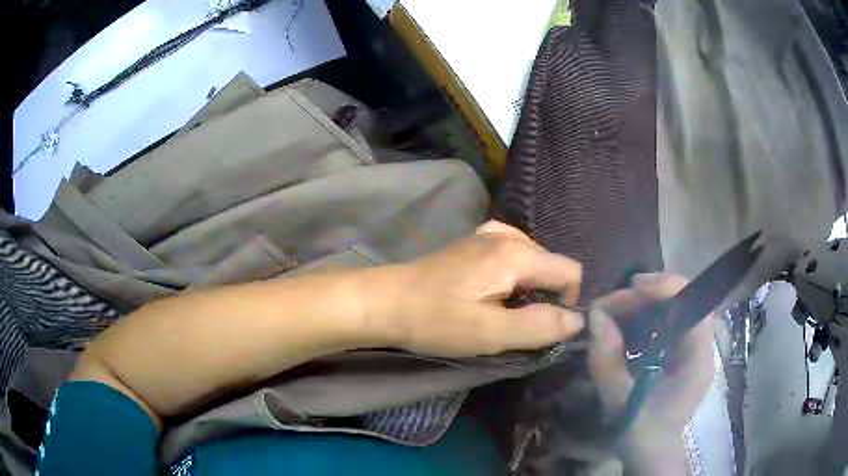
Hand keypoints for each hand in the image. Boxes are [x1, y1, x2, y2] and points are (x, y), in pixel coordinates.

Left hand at [361, 220, 584, 357]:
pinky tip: (494, 292)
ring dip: (529, 289)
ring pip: (531, 261)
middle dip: (547, 296)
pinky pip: (510, 255)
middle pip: (551, 264)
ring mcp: (487, 235)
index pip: (570, 271)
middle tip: (519, 325)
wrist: (384, 302)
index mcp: (517, 253)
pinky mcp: (472, 244)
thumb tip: (577, 320)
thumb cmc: (436, 320)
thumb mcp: (492, 333)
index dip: (569, 302)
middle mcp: (507, 235)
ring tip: (505, 312)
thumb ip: (540, 326)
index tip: (545, 328)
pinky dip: (513, 276)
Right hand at [587, 273, 714, 468]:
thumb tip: (595, 315)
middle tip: (614, 301)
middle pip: (683, 301)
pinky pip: (668, 324)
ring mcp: (694, 348)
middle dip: (648, 295)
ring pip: (674, 309)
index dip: (665, 288)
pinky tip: (627, 327)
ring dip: (645, 305)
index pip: (693, 304)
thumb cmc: (641, 431)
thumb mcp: (619, 399)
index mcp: (698, 357)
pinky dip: (646, 319)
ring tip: (616, 310)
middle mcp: (702, 346)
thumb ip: (607, 358)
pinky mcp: (683, 353)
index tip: (632, 287)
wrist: (651, 453)